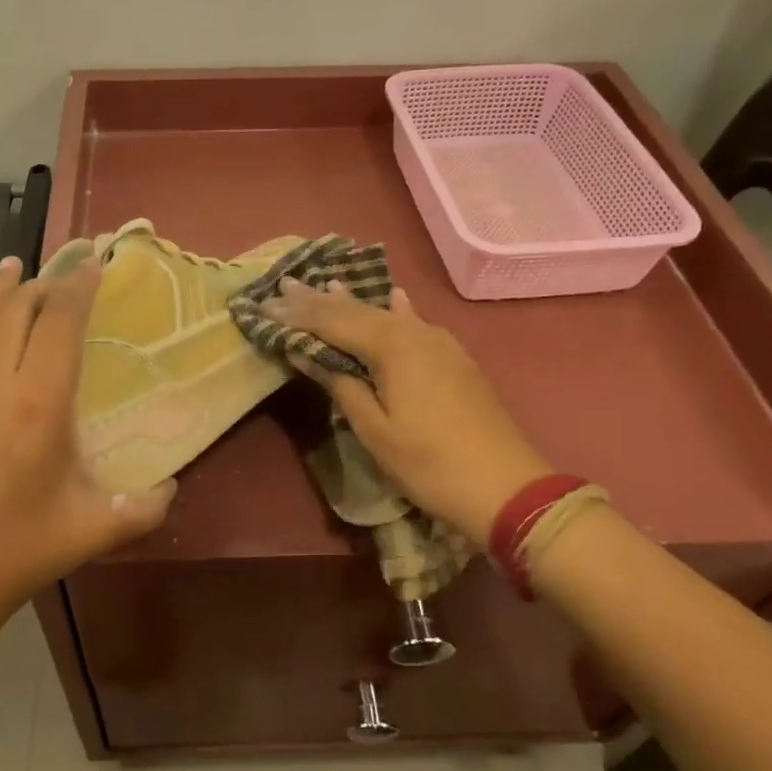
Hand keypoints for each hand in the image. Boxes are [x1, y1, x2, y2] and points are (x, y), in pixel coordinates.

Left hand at [0, 257, 175, 625]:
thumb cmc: (19, 552)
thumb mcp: (95, 529)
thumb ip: (146, 506)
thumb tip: (176, 485)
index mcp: (40, 404)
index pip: (62, 323)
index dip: (79, 287)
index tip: (93, 264)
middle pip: (20, 311)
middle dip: (46, 286)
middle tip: (65, 276)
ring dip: (2, 290)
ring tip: (19, 266)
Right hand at [263, 279, 550, 542]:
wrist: (506, 487)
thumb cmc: (430, 464)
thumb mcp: (375, 429)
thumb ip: (340, 384)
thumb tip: (305, 352)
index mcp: (393, 346)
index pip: (333, 322)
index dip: (297, 314)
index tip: (266, 304)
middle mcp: (415, 333)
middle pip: (358, 311)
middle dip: (318, 300)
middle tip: (284, 284)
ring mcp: (439, 343)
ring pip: (386, 314)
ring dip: (352, 302)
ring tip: (324, 283)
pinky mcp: (453, 358)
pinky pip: (413, 323)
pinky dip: (395, 310)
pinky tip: (393, 296)